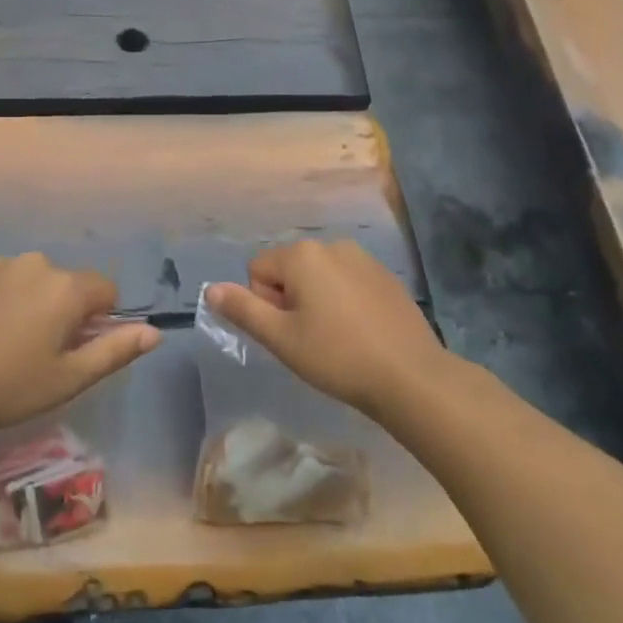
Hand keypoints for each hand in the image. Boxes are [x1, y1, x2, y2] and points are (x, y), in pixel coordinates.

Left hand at [0, 254, 158, 433]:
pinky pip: (7, 279)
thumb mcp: (69, 378)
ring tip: (9, 342)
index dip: (99, 320)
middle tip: (40, 352)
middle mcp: (39, 264)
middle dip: (66, 311)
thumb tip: (154, 332)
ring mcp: (3, 264)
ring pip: (37, 280)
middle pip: (70, 284)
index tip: (74, 348)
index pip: (106, 290)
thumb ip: (115, 350)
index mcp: (67, 288)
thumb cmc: (9, 385)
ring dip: (35, 302)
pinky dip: (7, 297)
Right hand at [206, 240, 448, 416]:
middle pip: (288, 270)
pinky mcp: (386, 277)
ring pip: (319, 277)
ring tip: (336, 338)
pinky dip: (344, 303)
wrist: (411, 377)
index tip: (289, 332)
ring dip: (316, 301)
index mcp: (302, 255)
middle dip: (290, 300)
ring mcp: (363, 259)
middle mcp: (331, 245)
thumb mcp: (281, 338)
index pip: (258, 269)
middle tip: (310, 339)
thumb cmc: (337, 356)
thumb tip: (211, 289)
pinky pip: (347, 282)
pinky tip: (360, 334)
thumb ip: (243, 310)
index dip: (265, 304)